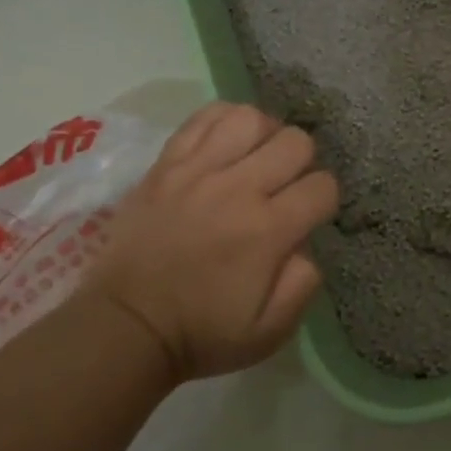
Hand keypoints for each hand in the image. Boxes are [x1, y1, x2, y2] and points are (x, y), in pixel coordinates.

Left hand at [79, 102, 339, 381]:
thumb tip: (306, 242)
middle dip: (303, 163)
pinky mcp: (166, 164)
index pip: (323, 186)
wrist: (126, 326)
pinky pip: (204, 118)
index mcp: (268, 231)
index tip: (308, 216)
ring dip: (266, 136)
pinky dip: (225, 122)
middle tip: (285, 187)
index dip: (324, 200)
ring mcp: (197, 171)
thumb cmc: (203, 332)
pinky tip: (227, 144)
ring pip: (252, 118)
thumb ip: (304, 283)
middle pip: (296, 142)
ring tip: (257, 159)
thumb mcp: (271, 331)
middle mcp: (237, 189)